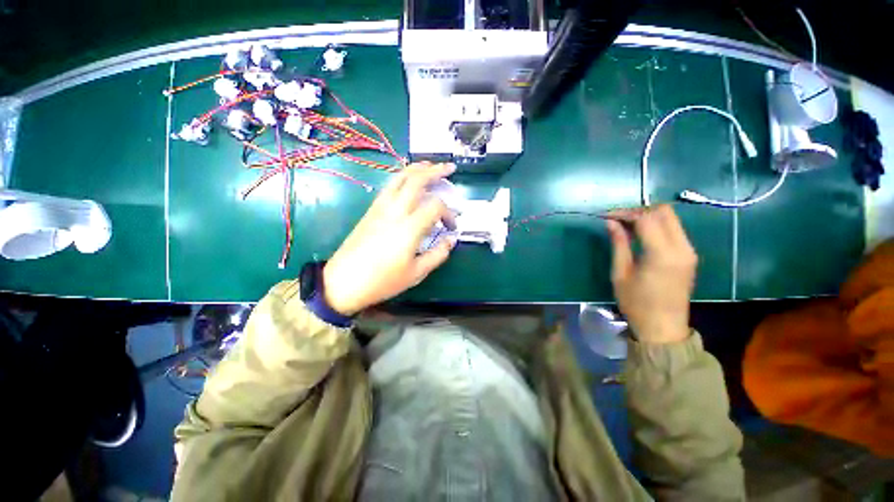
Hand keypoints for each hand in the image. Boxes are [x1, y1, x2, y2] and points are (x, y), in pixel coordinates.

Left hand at [322, 163, 456, 314]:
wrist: (343, 282)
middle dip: (435, 170)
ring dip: (417, 168)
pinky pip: (389, 186)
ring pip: (400, 177)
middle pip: (416, 180)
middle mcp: (395, 211)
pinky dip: (402, 177)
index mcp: (409, 228)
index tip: (451, 227)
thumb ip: (438, 254)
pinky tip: (409, 181)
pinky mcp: (371, 210)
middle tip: (449, 168)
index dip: (449, 213)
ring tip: (430, 165)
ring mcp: (380, 208)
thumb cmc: (382, 281)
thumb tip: (451, 240)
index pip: (436, 206)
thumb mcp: (416, 273)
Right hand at [605, 205, 697, 343]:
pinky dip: (656, 226)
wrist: (663, 328)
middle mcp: (682, 248)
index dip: (625, 213)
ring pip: (671, 219)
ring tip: (625, 225)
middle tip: (617, 219)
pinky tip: (640, 234)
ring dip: (648, 216)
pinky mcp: (689, 256)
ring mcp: (689, 251)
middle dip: (638, 210)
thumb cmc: (636, 303)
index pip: (646, 218)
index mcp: (663, 254)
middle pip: (664, 212)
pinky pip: (674, 230)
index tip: (606, 216)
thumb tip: (610, 222)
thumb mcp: (620, 273)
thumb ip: (619, 244)